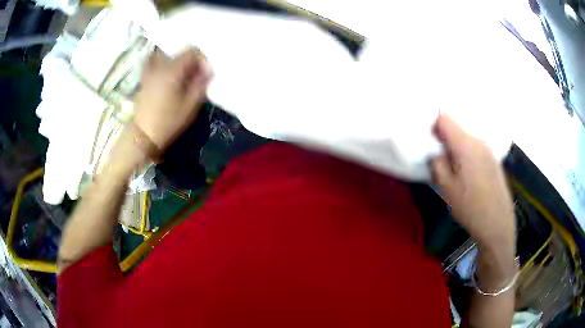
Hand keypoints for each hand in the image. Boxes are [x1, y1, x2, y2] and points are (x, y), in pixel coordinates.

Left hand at [133, 48, 212, 150]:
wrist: (143, 135)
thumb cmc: (168, 122)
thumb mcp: (190, 105)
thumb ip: (201, 83)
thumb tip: (208, 69)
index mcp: (173, 70)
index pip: (191, 50)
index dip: (201, 58)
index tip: (203, 72)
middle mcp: (160, 65)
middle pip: (179, 52)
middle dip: (189, 61)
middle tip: (192, 76)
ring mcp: (150, 71)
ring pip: (166, 55)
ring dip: (175, 61)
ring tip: (179, 75)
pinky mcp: (144, 78)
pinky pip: (153, 62)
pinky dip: (161, 63)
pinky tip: (165, 74)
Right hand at [430, 114, 514, 247]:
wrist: (497, 223)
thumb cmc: (470, 207)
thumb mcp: (446, 188)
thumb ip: (437, 163)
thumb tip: (435, 152)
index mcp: (465, 144)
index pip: (444, 117)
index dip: (434, 126)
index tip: (431, 144)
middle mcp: (479, 140)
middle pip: (457, 126)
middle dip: (445, 138)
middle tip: (441, 160)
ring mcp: (488, 149)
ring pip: (466, 138)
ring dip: (457, 147)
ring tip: (455, 170)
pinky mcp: (493, 159)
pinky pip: (476, 147)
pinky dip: (467, 154)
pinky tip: (469, 176)